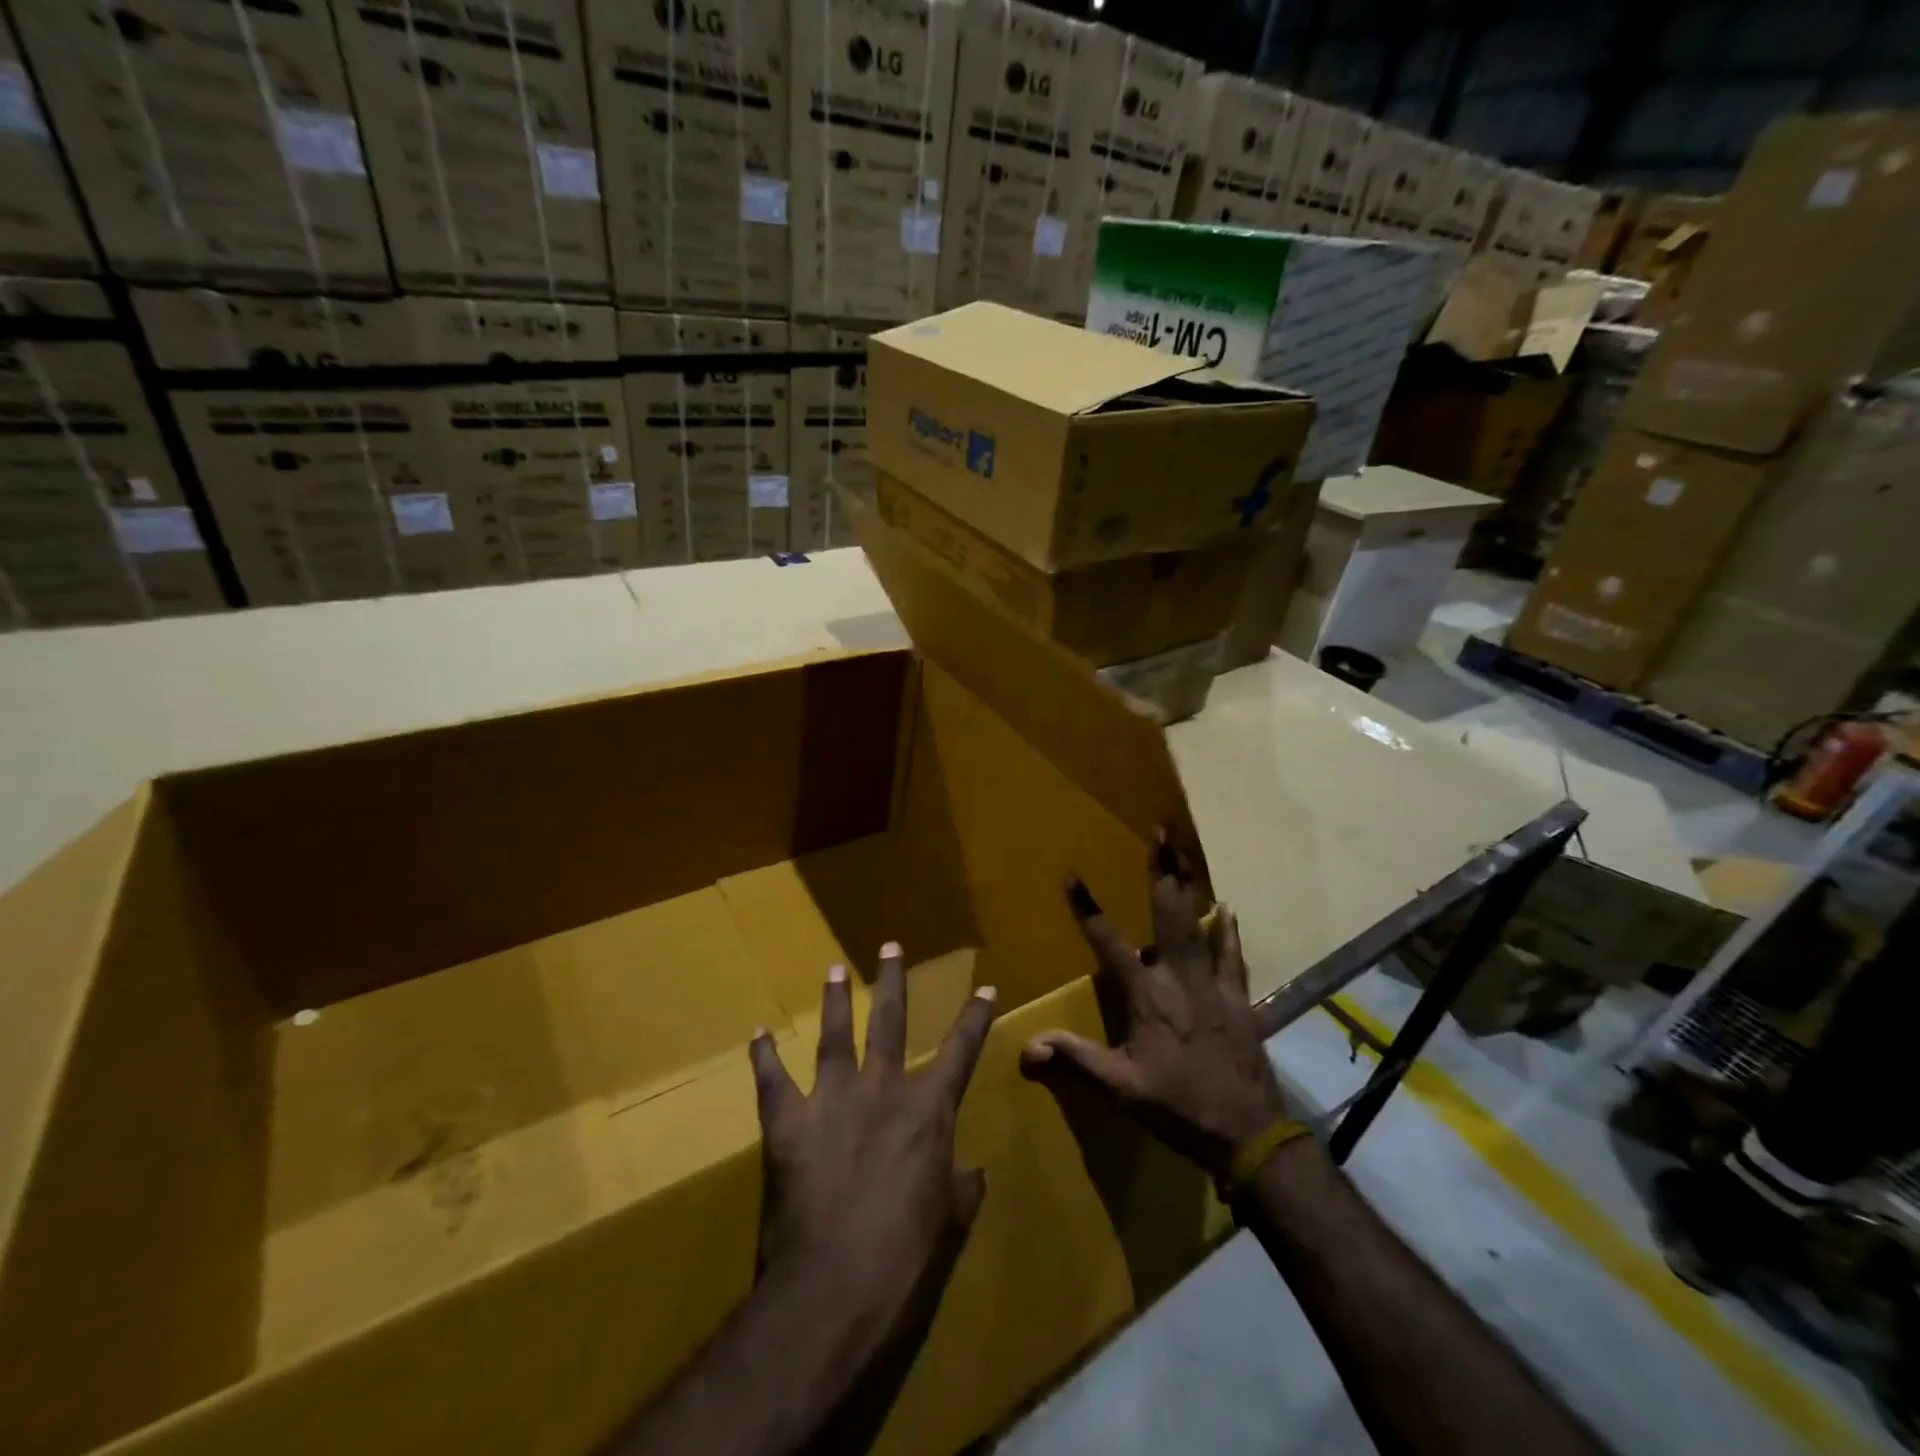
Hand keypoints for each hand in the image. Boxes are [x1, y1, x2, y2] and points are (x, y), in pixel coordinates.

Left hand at [747, 941, 996, 1341]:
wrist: (835, 1285)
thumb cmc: (906, 1257)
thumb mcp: (949, 1223)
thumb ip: (962, 1188)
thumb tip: (975, 1172)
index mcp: (928, 1110)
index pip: (961, 1051)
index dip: (975, 1018)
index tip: (985, 987)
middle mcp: (882, 1089)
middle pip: (890, 1022)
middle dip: (893, 981)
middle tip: (890, 946)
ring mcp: (833, 1099)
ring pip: (835, 1035)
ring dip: (835, 1001)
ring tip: (834, 969)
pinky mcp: (788, 1122)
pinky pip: (772, 1080)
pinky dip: (764, 1057)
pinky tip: (759, 1034)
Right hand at [1019, 835, 1289, 1178]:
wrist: (1248, 1133)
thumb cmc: (1178, 1106)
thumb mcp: (1120, 1088)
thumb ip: (1075, 1060)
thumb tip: (1026, 1047)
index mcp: (1145, 994)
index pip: (1108, 942)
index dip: (1088, 908)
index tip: (1072, 875)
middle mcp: (1177, 976)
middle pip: (1167, 912)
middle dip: (1161, 870)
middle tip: (1160, 831)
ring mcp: (1211, 983)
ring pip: (1199, 923)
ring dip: (1191, 886)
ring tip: (1187, 852)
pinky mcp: (1237, 997)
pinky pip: (1232, 955)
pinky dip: (1227, 931)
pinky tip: (1226, 909)